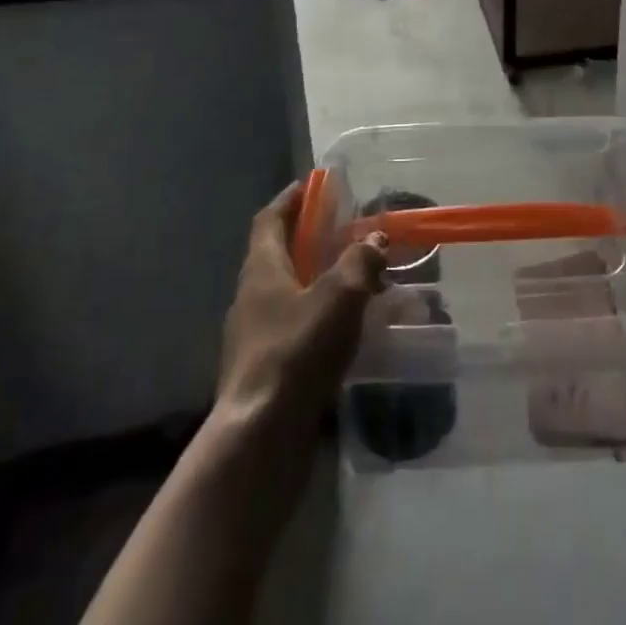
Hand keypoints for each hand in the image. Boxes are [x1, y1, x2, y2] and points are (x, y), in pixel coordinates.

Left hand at [215, 181, 388, 434]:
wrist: (259, 439)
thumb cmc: (296, 352)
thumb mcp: (339, 296)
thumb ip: (360, 262)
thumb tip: (374, 240)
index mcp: (261, 269)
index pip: (270, 219)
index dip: (291, 199)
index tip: (314, 185)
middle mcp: (251, 297)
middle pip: (278, 255)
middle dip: (310, 240)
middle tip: (347, 232)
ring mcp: (253, 337)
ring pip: (288, 294)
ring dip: (318, 281)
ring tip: (356, 281)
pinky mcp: (264, 371)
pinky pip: (293, 328)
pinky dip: (318, 318)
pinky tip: (346, 331)